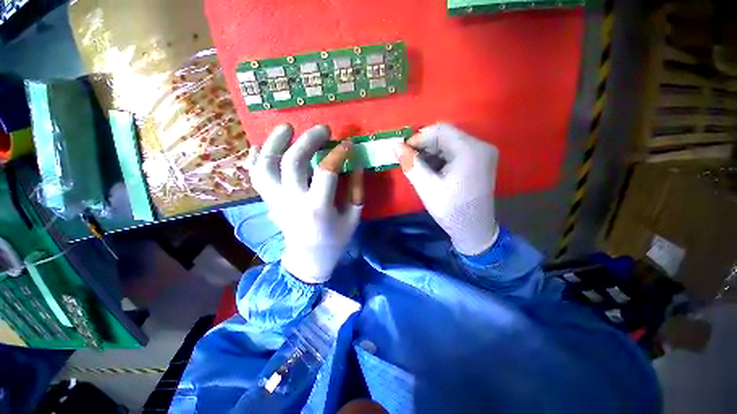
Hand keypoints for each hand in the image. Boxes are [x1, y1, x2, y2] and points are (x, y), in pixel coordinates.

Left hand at [247, 124, 363, 283]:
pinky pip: (255, 176)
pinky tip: (262, 145)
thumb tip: (356, 165)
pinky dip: (255, 158)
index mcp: (318, 207)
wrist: (308, 259)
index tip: (348, 144)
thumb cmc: (334, 239)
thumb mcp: (352, 218)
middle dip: (308, 140)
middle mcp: (292, 200)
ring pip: (266, 165)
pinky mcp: (269, 200)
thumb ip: (356, 191)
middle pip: (293, 161)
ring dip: (274, 142)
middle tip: (323, 129)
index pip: (326, 172)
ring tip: (287, 127)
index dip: (338, 154)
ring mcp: (276, 199)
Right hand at [396, 123, 498, 254]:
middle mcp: (480, 146)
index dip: (418, 138)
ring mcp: (482, 153)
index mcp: (470, 150)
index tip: (403, 152)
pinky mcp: (479, 161)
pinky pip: (455, 152)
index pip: (440, 130)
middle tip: (408, 161)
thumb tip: (395, 146)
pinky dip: (440, 158)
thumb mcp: (427, 187)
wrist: (474, 230)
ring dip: (430, 153)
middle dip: (424, 147)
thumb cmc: (451, 210)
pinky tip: (431, 171)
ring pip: (449, 143)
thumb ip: (410, 164)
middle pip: (446, 136)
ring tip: (419, 168)